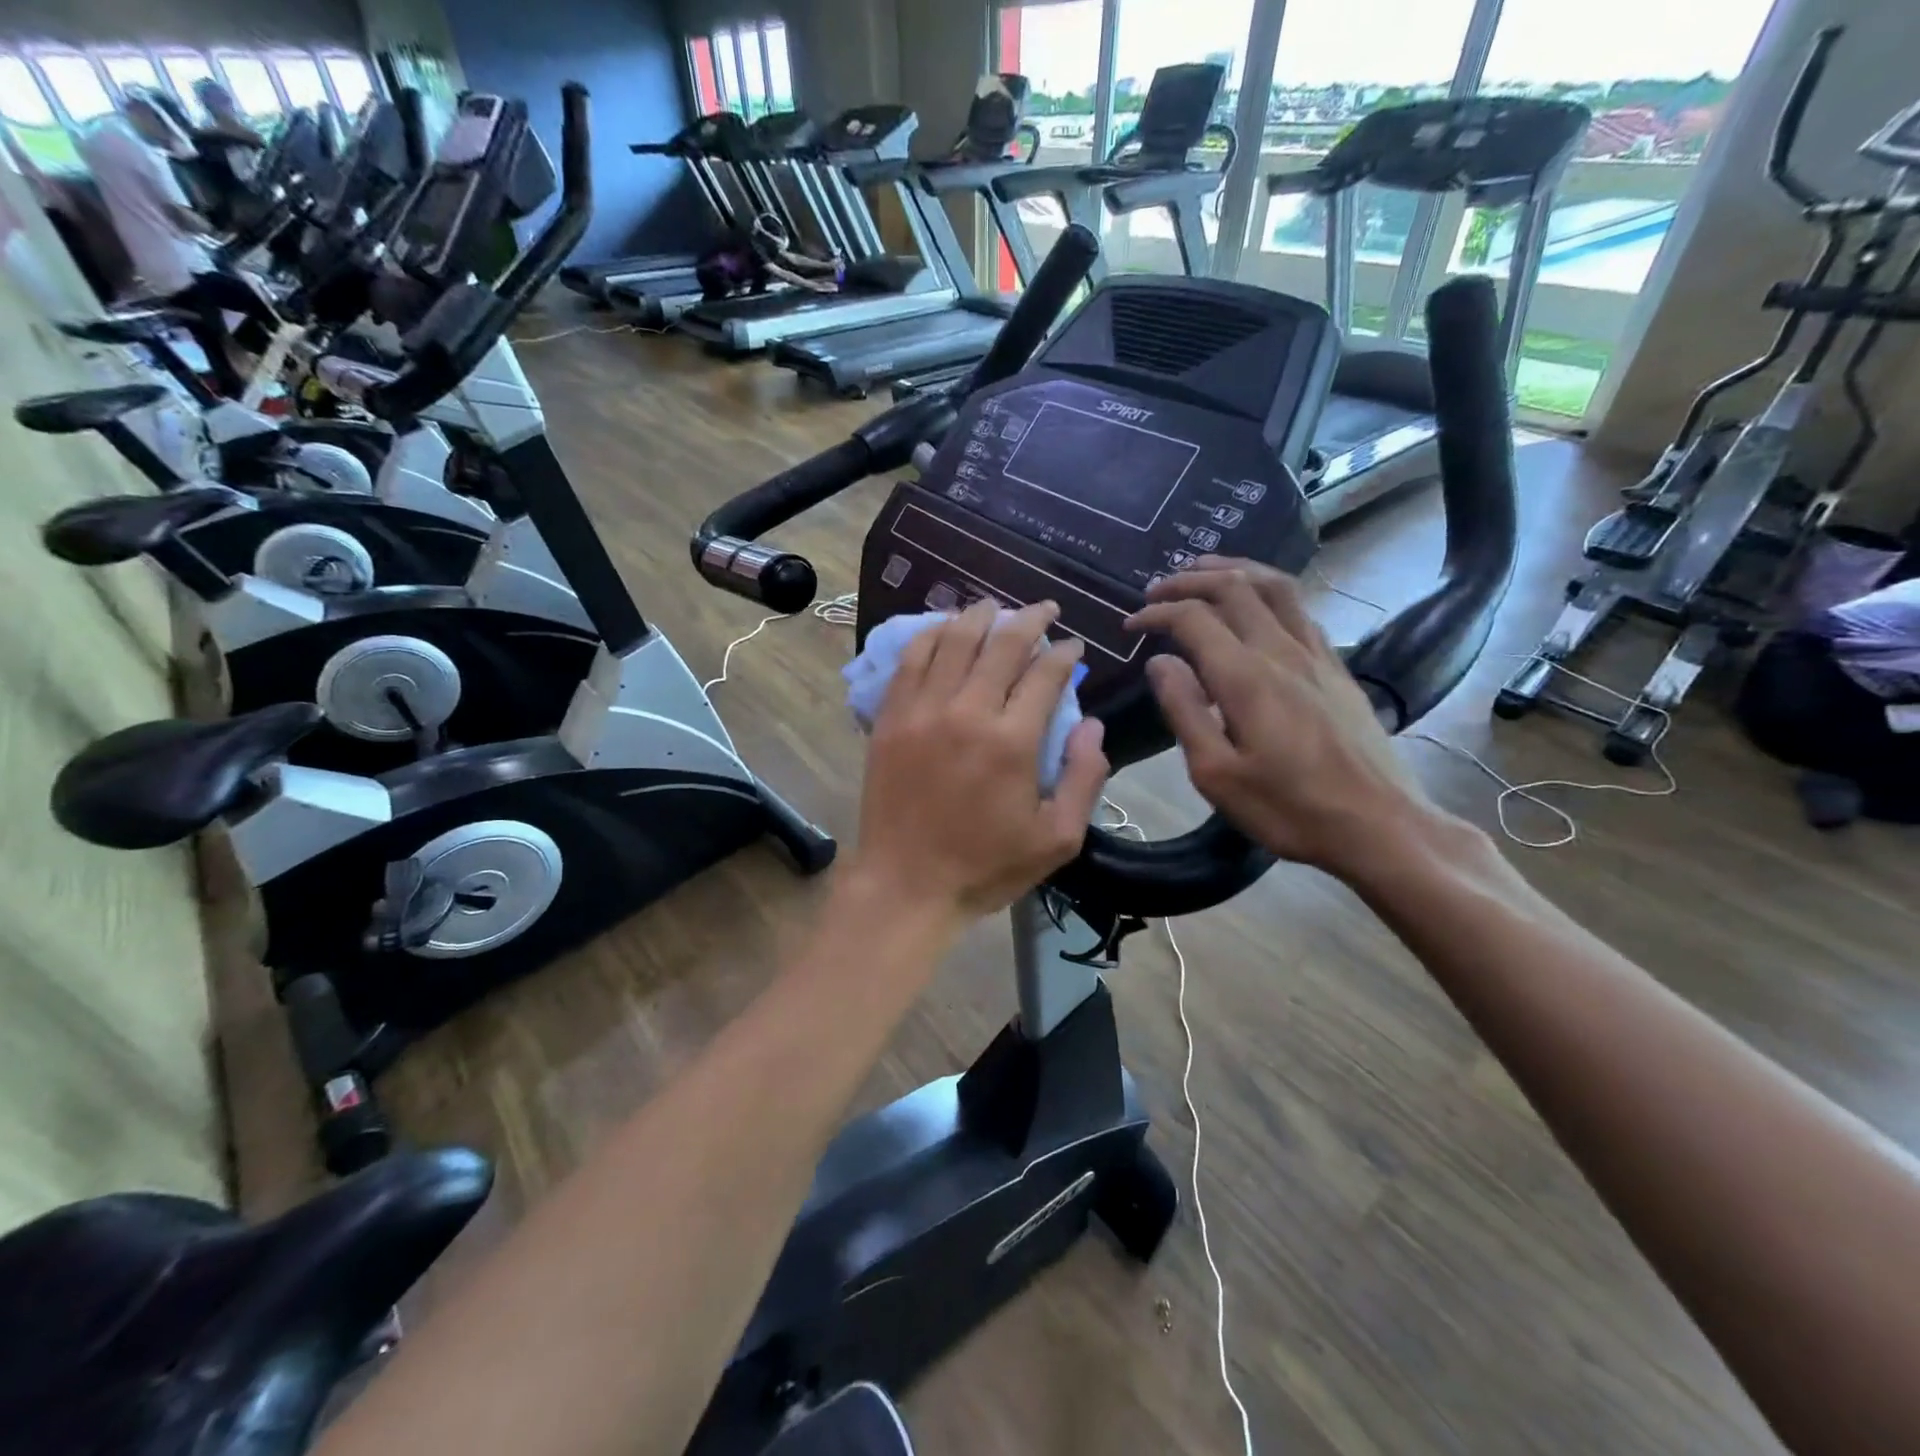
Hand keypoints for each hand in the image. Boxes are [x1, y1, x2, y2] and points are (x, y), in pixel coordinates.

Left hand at [850, 599, 1108, 923]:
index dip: (1064, 653)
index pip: (1045, 674)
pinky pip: (910, 661)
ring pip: (952, 641)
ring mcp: (921, 711)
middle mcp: (967, 712)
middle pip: (1001, 644)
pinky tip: (943, 628)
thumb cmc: (986, 867)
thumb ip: (1085, 778)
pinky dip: (929, 635)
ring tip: (995, 607)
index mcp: (1012, 742)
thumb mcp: (1057, 839)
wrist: (906, 885)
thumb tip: (1091, 724)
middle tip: (1045, 608)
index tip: (1073, 646)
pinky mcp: (890, 719)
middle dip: (1030, 619)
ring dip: (978, 616)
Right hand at [1127, 558, 1440, 878]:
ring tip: (1204, 569)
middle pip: (1234, 587)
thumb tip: (1160, 662)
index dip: (1156, 613)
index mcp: (1246, 677)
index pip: (1193, 618)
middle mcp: (1282, 651)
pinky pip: (1300, 608)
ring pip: (1274, 586)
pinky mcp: (1337, 666)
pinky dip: (1268, 591)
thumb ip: (1185, 711)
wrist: (1378, 825)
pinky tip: (1257, 606)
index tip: (1130, 625)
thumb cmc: (1288, 808)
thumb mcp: (1216, 774)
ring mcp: (1316, 654)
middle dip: (1188, 580)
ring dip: (1233, 570)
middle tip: (1156, 590)